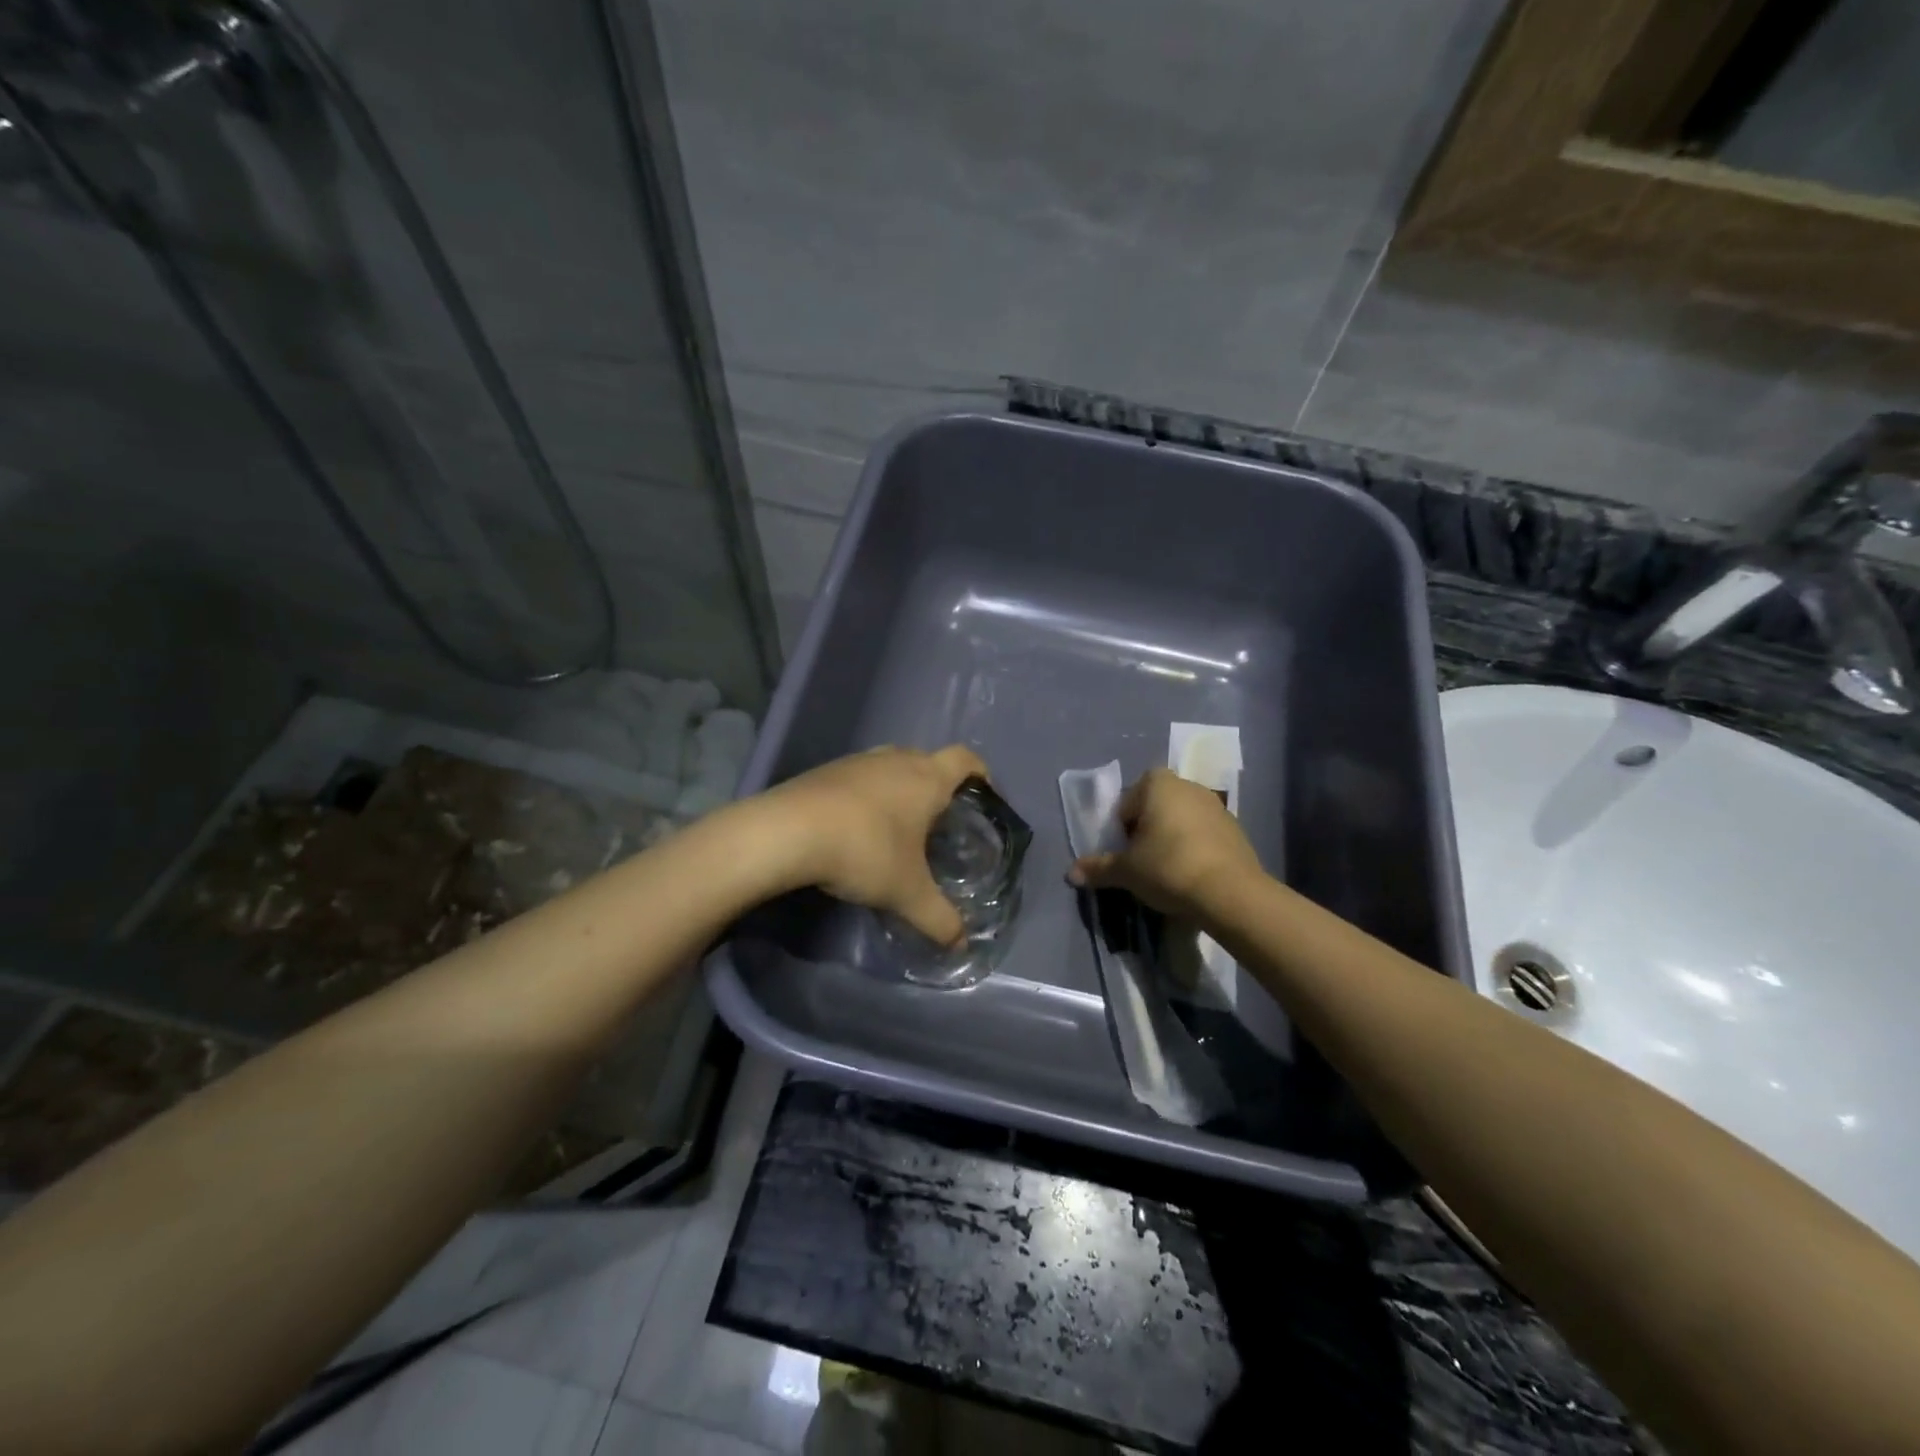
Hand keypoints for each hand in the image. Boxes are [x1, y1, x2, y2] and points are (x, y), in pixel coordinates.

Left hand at [758, 744, 989, 944]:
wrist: (786, 832)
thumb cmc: (865, 851)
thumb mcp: (907, 893)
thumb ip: (939, 919)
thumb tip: (961, 945)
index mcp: (926, 778)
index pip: (965, 759)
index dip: (980, 773)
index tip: (983, 796)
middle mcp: (895, 759)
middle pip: (927, 760)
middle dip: (938, 786)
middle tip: (939, 823)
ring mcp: (857, 762)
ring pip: (890, 766)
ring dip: (899, 789)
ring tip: (897, 827)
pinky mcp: (825, 771)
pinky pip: (859, 778)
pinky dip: (866, 796)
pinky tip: (856, 828)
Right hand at [1067, 767, 1263, 921]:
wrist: (1231, 893)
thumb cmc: (1168, 868)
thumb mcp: (1126, 871)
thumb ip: (1098, 868)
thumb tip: (1071, 874)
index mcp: (1157, 783)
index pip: (1127, 802)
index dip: (1122, 829)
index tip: (1125, 853)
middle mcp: (1187, 785)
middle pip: (1155, 808)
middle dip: (1146, 831)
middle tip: (1142, 863)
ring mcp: (1216, 805)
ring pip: (1181, 820)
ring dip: (1171, 840)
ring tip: (1168, 873)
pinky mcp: (1236, 828)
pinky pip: (1204, 835)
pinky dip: (1195, 850)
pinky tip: (1193, 876)